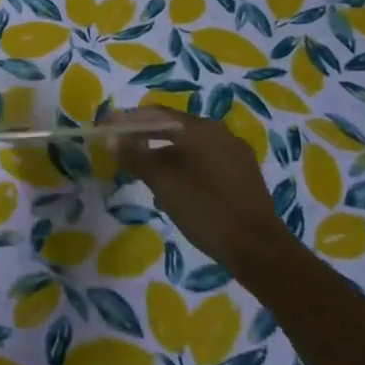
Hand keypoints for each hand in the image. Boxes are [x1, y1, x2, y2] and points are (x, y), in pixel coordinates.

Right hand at [106, 109, 293, 266]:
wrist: (259, 249)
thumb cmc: (205, 209)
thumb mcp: (162, 182)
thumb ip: (135, 156)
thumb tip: (112, 138)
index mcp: (201, 129)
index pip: (156, 114)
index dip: (126, 120)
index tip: (104, 128)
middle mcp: (221, 134)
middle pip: (174, 129)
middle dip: (145, 139)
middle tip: (122, 152)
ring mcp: (236, 155)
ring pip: (189, 147)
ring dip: (164, 157)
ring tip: (145, 177)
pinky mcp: (244, 176)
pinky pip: (205, 162)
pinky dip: (184, 169)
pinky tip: (175, 191)